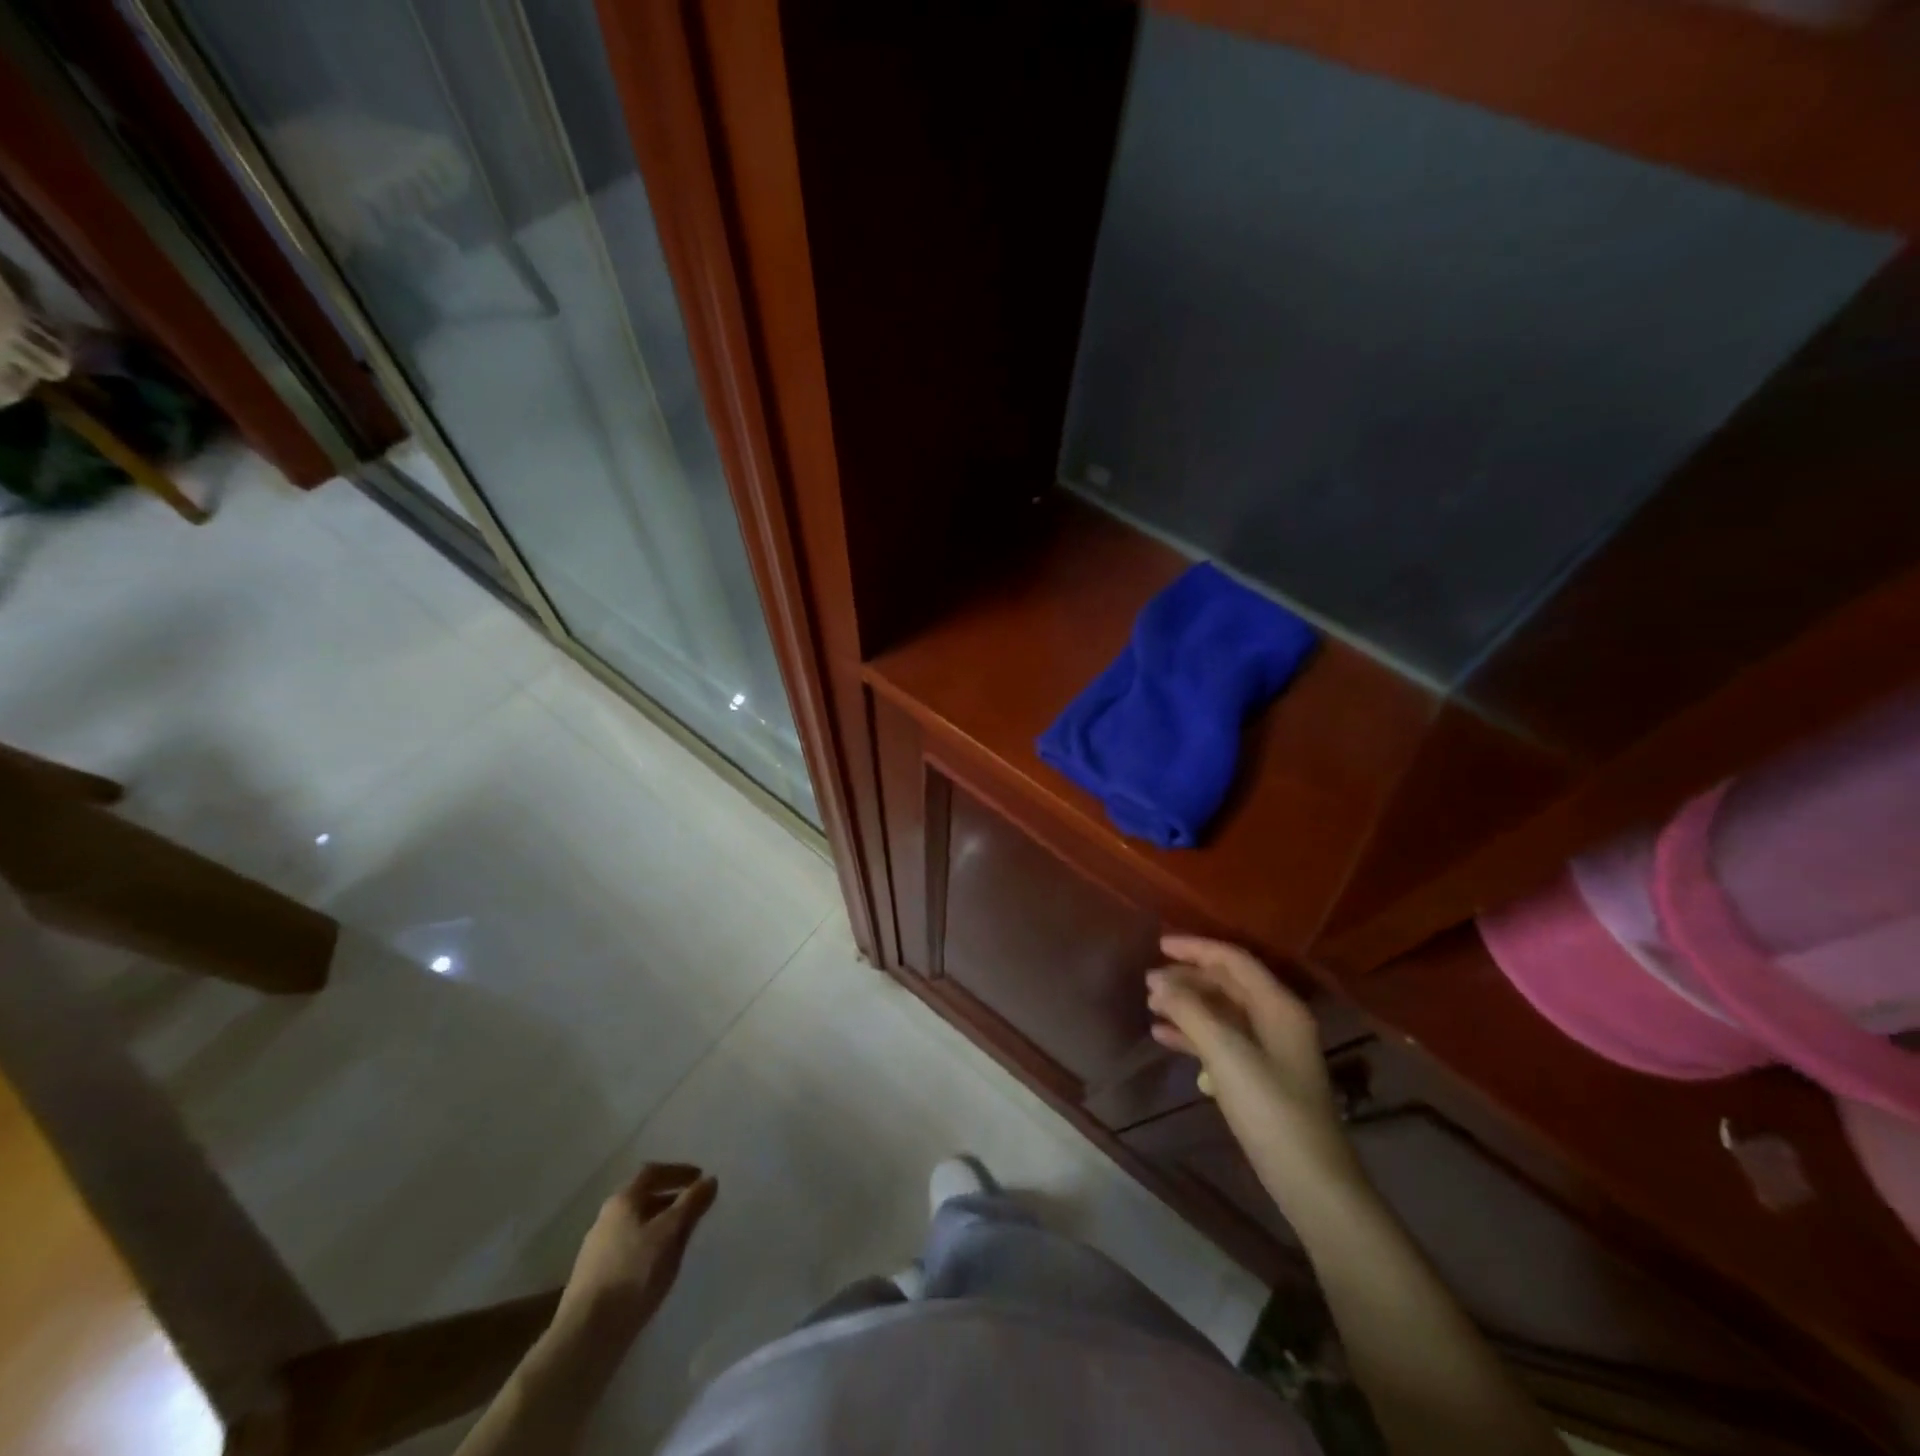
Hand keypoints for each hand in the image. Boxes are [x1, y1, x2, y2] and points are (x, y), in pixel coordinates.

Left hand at [554, 1163, 717, 1339]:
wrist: (585, 1337)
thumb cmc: (632, 1274)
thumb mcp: (669, 1234)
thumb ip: (691, 1204)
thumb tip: (710, 1180)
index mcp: (622, 1201)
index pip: (652, 1172)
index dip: (678, 1171)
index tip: (700, 1178)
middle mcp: (606, 1219)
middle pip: (642, 1199)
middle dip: (670, 1200)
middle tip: (694, 1209)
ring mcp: (596, 1250)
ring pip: (635, 1226)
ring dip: (660, 1226)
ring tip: (681, 1240)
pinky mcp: (594, 1279)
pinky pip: (629, 1251)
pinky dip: (648, 1248)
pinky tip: (658, 1267)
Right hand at [1147, 936, 1360, 1212]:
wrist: (1309, 1181)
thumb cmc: (1271, 1109)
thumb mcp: (1226, 1053)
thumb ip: (1189, 1011)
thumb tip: (1157, 982)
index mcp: (1278, 1006)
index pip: (1234, 960)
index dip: (1196, 948)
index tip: (1159, 944)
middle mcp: (1276, 1020)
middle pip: (1227, 984)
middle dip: (1188, 978)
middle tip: (1149, 981)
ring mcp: (1269, 1049)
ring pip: (1221, 1012)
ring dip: (1187, 1005)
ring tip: (1151, 1006)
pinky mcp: (1259, 1076)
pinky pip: (1221, 1040)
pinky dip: (1192, 1034)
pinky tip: (1162, 1037)